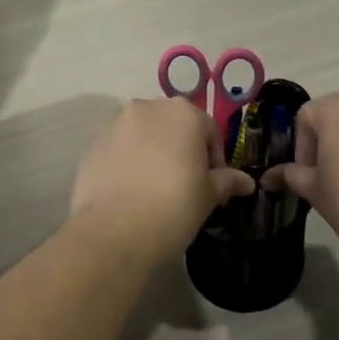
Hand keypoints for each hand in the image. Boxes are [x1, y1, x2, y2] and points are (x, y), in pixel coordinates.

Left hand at [69, 98, 254, 260]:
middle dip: (182, 150)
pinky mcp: (92, 145)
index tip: (214, 186)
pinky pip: (118, 149)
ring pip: (143, 135)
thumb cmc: (174, 206)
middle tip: (186, 185)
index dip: (215, 159)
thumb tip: (247, 182)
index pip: (209, 130)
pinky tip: (131, 192)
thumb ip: (227, 181)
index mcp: (183, 112)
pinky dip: (128, 163)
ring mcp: (115, 124)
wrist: (114, 231)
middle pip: (173, 126)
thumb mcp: (209, 196)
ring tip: (155, 189)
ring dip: (153, 153)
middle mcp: (147, 108)